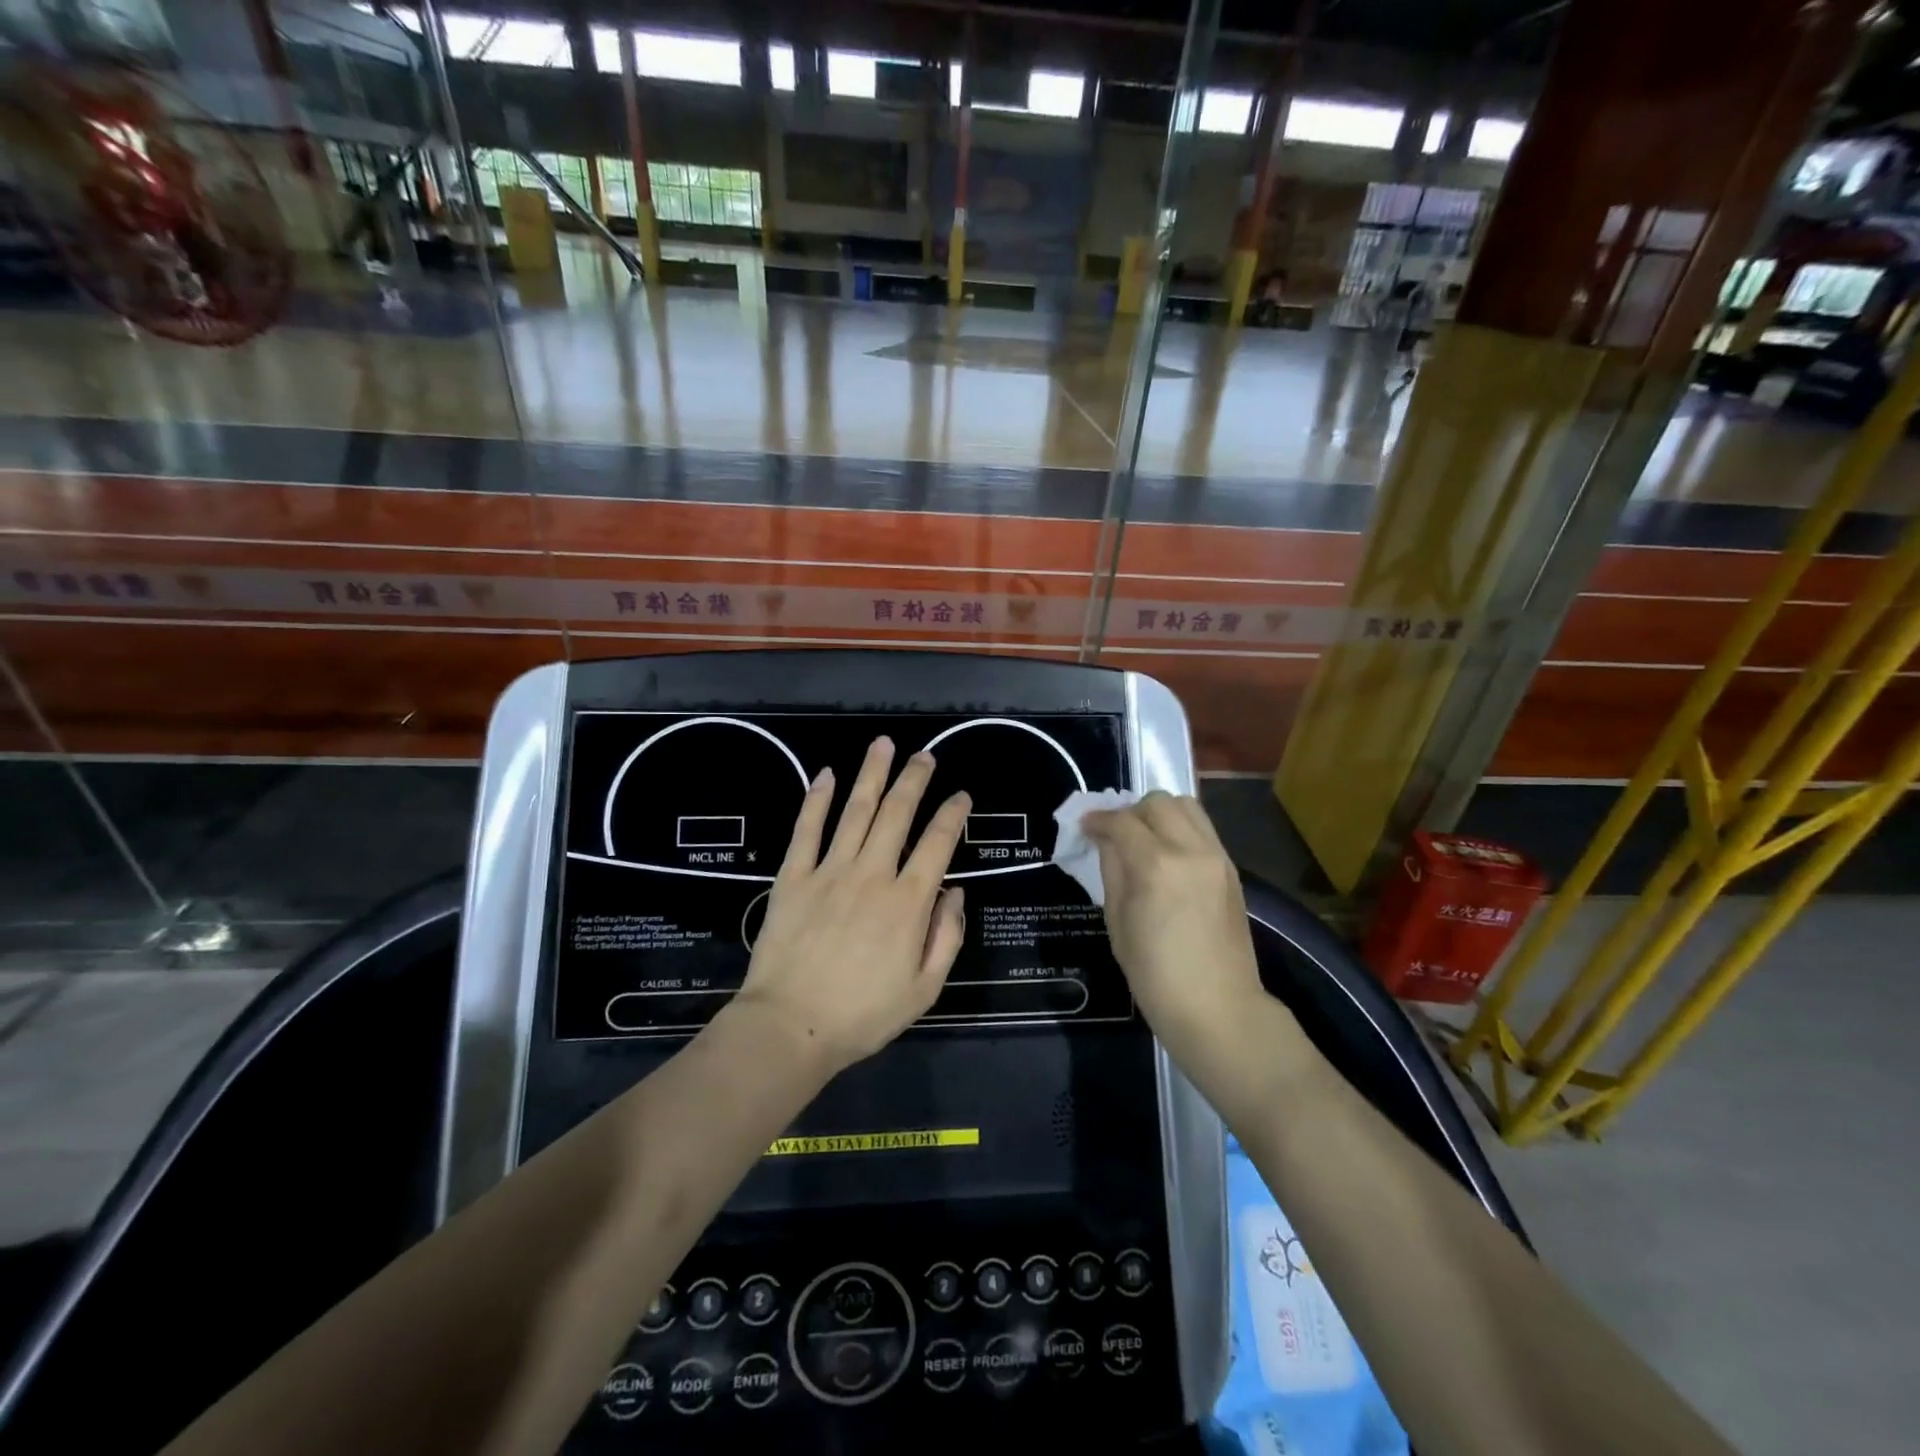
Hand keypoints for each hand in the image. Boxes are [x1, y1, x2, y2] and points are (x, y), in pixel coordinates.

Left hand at [734, 737, 970, 1073]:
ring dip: (872, 774)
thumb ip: (947, 937)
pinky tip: (827, 774)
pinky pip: (807, 830)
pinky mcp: (793, 877)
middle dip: (914, 780)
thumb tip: (955, 892)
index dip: (953, 815)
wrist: (790, 1027)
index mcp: (908, 902)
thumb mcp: (925, 989)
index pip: (938, 844)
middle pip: (897, 814)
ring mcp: (829, 871)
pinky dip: (817, 799)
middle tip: (925, 756)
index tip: (961, 796)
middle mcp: (872, 874)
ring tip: (883, 744)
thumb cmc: (863, 1014)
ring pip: (855, 811)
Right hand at [1082, 792, 1265, 1066]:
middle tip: (1115, 834)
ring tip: (1144, 838)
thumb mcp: (1118, 921)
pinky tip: (1167, 855)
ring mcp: (1217, 857)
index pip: (1122, 821)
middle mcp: (1191, 850)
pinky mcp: (1231, 869)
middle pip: (1158, 802)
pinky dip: (1180, 829)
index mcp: (1156, 865)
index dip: (1098, 820)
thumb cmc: (1155, 975)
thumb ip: (1112, 870)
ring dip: (1159, 814)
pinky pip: (1203, 829)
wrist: (1218, 1008)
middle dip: (1130, 811)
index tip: (1084, 827)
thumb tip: (1107, 841)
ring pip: (1187, 806)